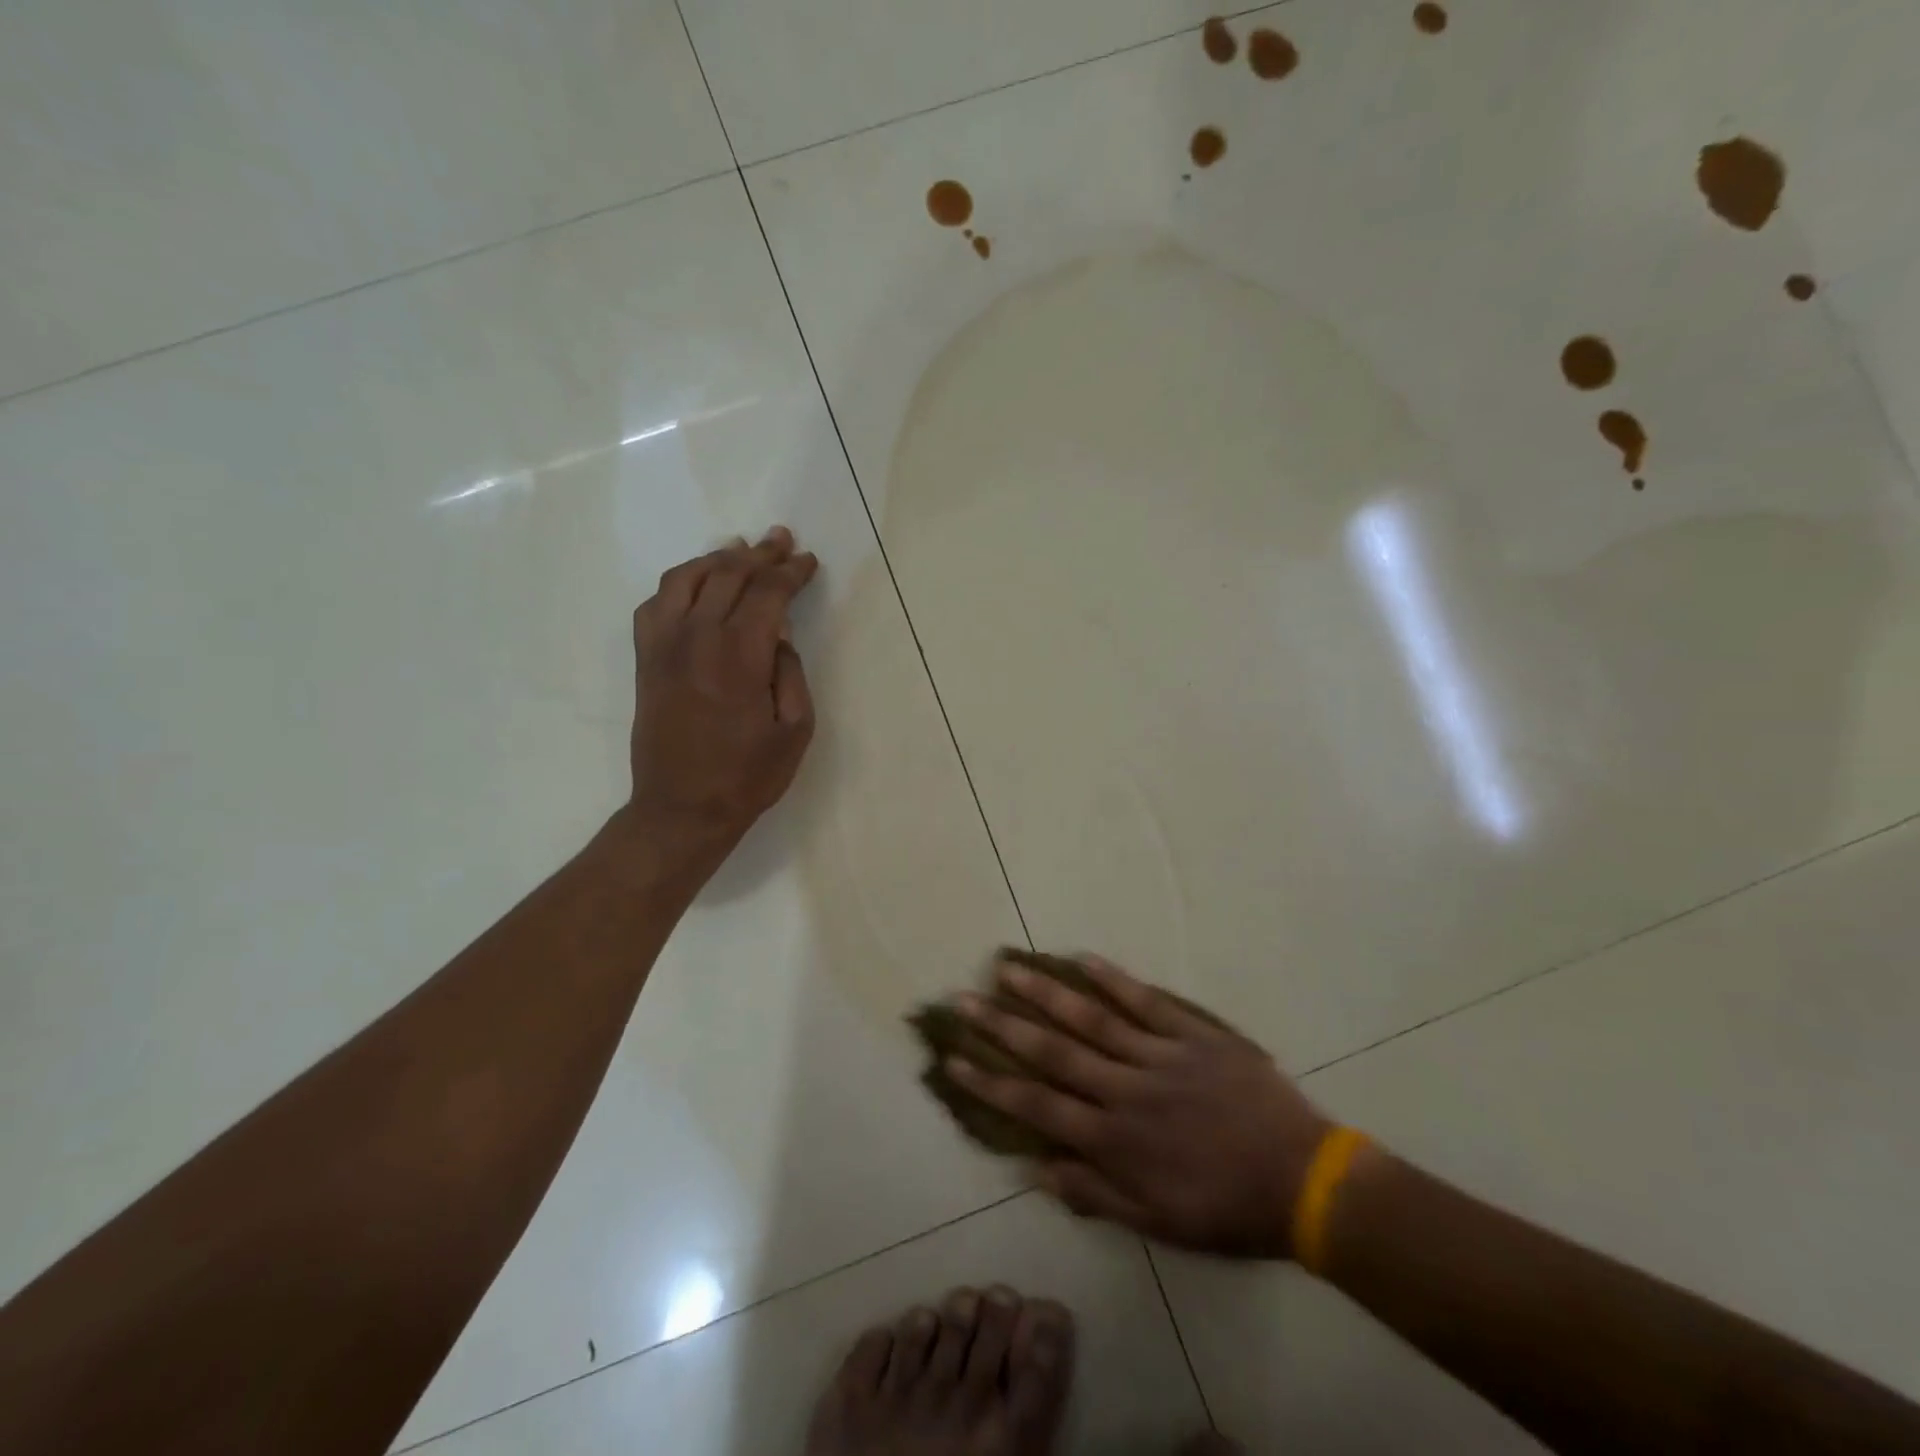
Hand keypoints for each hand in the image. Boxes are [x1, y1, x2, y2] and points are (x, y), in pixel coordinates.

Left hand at [625, 527, 818, 867]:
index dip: (790, 572)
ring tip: (740, 550)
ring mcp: (664, 646)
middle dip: (759, 554)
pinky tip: (695, 585)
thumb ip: (791, 673)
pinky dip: (678, 583)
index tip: (808, 561)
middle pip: (728, 574)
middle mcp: (697, 638)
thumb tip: (779, 636)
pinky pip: (656, 603)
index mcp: (739, 656)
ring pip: (686, 578)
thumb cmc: (747, 777)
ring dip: (717, 558)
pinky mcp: (646, 660)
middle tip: (781, 540)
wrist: (681, 809)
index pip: (767, 594)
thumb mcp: (795, 730)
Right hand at [948, 955, 1330, 1258]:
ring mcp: (1158, 1055)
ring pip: (1091, 1018)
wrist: (1303, 1181)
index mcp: (1113, 1138)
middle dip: (1003, 1024)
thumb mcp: (1158, 1224)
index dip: (991, 1081)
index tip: (954, 1059)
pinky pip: (1147, 1002)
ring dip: (1045, 992)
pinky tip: (1083, 959)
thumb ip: (1095, 1194)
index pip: (1037, 1105)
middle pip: (1053, 1051)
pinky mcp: (1192, 1035)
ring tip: (1008, 966)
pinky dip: (1114, 980)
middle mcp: (1124, 1089)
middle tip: (964, 998)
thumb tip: (1036, 1167)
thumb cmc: (1227, 1209)